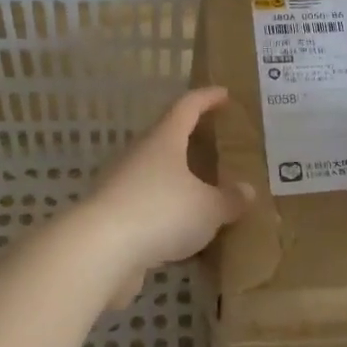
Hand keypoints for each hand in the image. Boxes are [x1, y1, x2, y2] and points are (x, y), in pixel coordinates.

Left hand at [85, 87, 253, 306]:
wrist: (99, 251)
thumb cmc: (161, 212)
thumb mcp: (208, 208)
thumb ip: (230, 199)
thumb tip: (246, 190)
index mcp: (164, 140)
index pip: (187, 107)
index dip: (206, 98)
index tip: (224, 94)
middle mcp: (140, 156)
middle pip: (167, 139)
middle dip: (191, 141)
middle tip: (216, 146)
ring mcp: (122, 186)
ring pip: (156, 176)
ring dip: (179, 181)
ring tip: (205, 193)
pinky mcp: (114, 218)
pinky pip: (148, 208)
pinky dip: (168, 214)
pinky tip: (185, 233)